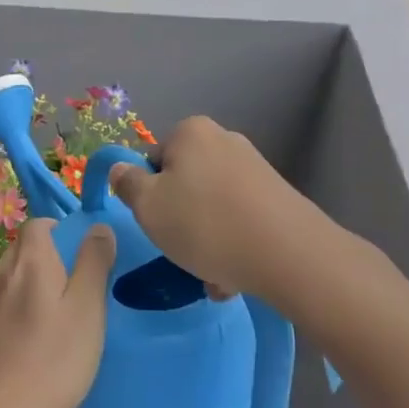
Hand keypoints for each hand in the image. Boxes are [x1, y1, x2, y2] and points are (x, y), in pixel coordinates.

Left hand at [0, 219, 114, 407]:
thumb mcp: (87, 309)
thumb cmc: (51, 360)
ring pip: (14, 277)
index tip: (85, 255)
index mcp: (29, 259)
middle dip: (52, 258)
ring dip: (36, 285)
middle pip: (26, 248)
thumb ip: (94, 263)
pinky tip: (36, 338)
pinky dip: (21, 308)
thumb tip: (99, 226)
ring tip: (61, 315)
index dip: (62, 231)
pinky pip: (4, 303)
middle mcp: (1, 271)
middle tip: (81, 287)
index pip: (40, 223)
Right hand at [108, 116, 324, 299]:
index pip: (153, 160)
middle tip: (180, 251)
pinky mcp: (277, 197)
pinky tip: (234, 275)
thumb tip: (120, 169)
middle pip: (185, 183)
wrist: (288, 253)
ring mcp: (255, 168)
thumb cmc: (204, 223)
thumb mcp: (148, 206)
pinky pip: (239, 220)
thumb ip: (128, 184)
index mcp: (191, 132)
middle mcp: (225, 140)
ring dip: (205, 239)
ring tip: (211, 274)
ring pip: (212, 207)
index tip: (156, 223)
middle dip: (180, 219)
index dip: (148, 194)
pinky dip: (232, 243)